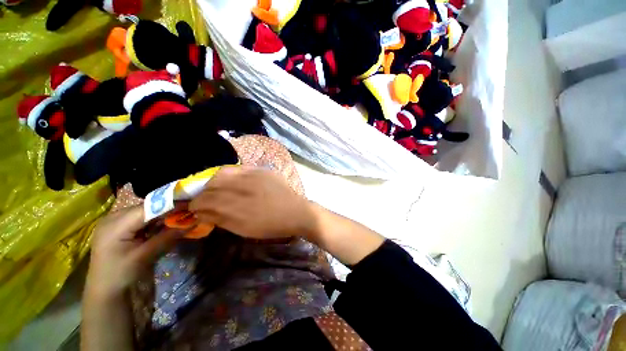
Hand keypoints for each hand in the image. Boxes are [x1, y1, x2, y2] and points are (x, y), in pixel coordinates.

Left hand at [86, 205, 183, 298]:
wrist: (105, 293)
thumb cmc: (120, 275)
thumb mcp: (145, 256)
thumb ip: (168, 237)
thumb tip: (193, 222)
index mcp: (115, 224)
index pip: (148, 207)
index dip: (170, 204)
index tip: (191, 203)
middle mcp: (114, 218)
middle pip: (147, 208)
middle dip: (169, 209)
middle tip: (189, 211)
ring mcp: (116, 223)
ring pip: (146, 213)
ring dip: (164, 215)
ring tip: (181, 217)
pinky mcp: (121, 229)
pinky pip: (142, 220)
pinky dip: (156, 222)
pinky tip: (166, 226)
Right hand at [189, 167, 315, 239]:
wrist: (295, 212)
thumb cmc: (270, 225)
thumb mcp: (242, 229)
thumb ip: (220, 218)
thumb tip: (201, 212)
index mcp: (235, 207)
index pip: (204, 201)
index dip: (195, 204)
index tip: (195, 208)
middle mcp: (241, 187)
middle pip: (211, 185)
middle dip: (203, 192)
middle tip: (204, 199)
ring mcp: (252, 175)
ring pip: (222, 173)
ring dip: (214, 181)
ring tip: (216, 188)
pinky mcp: (261, 170)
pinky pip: (239, 168)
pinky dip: (230, 174)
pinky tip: (232, 180)